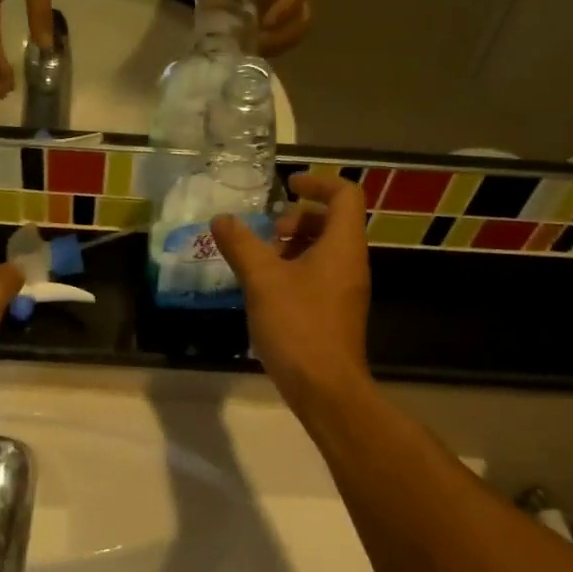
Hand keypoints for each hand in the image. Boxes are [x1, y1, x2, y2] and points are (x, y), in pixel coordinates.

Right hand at [210, 174, 369, 411]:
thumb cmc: (298, 326)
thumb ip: (241, 245)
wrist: (325, 389)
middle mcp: (351, 263)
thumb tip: (221, 220)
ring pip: (324, 251)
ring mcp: (345, 290)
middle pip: (333, 222)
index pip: (344, 195)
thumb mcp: (262, 280)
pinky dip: (294, 270)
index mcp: (342, 246)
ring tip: (260, 261)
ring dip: (293, 245)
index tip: (286, 185)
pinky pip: (319, 276)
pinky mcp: (335, 313)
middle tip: (267, 232)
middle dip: (298, 217)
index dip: (317, 182)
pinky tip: (265, 290)